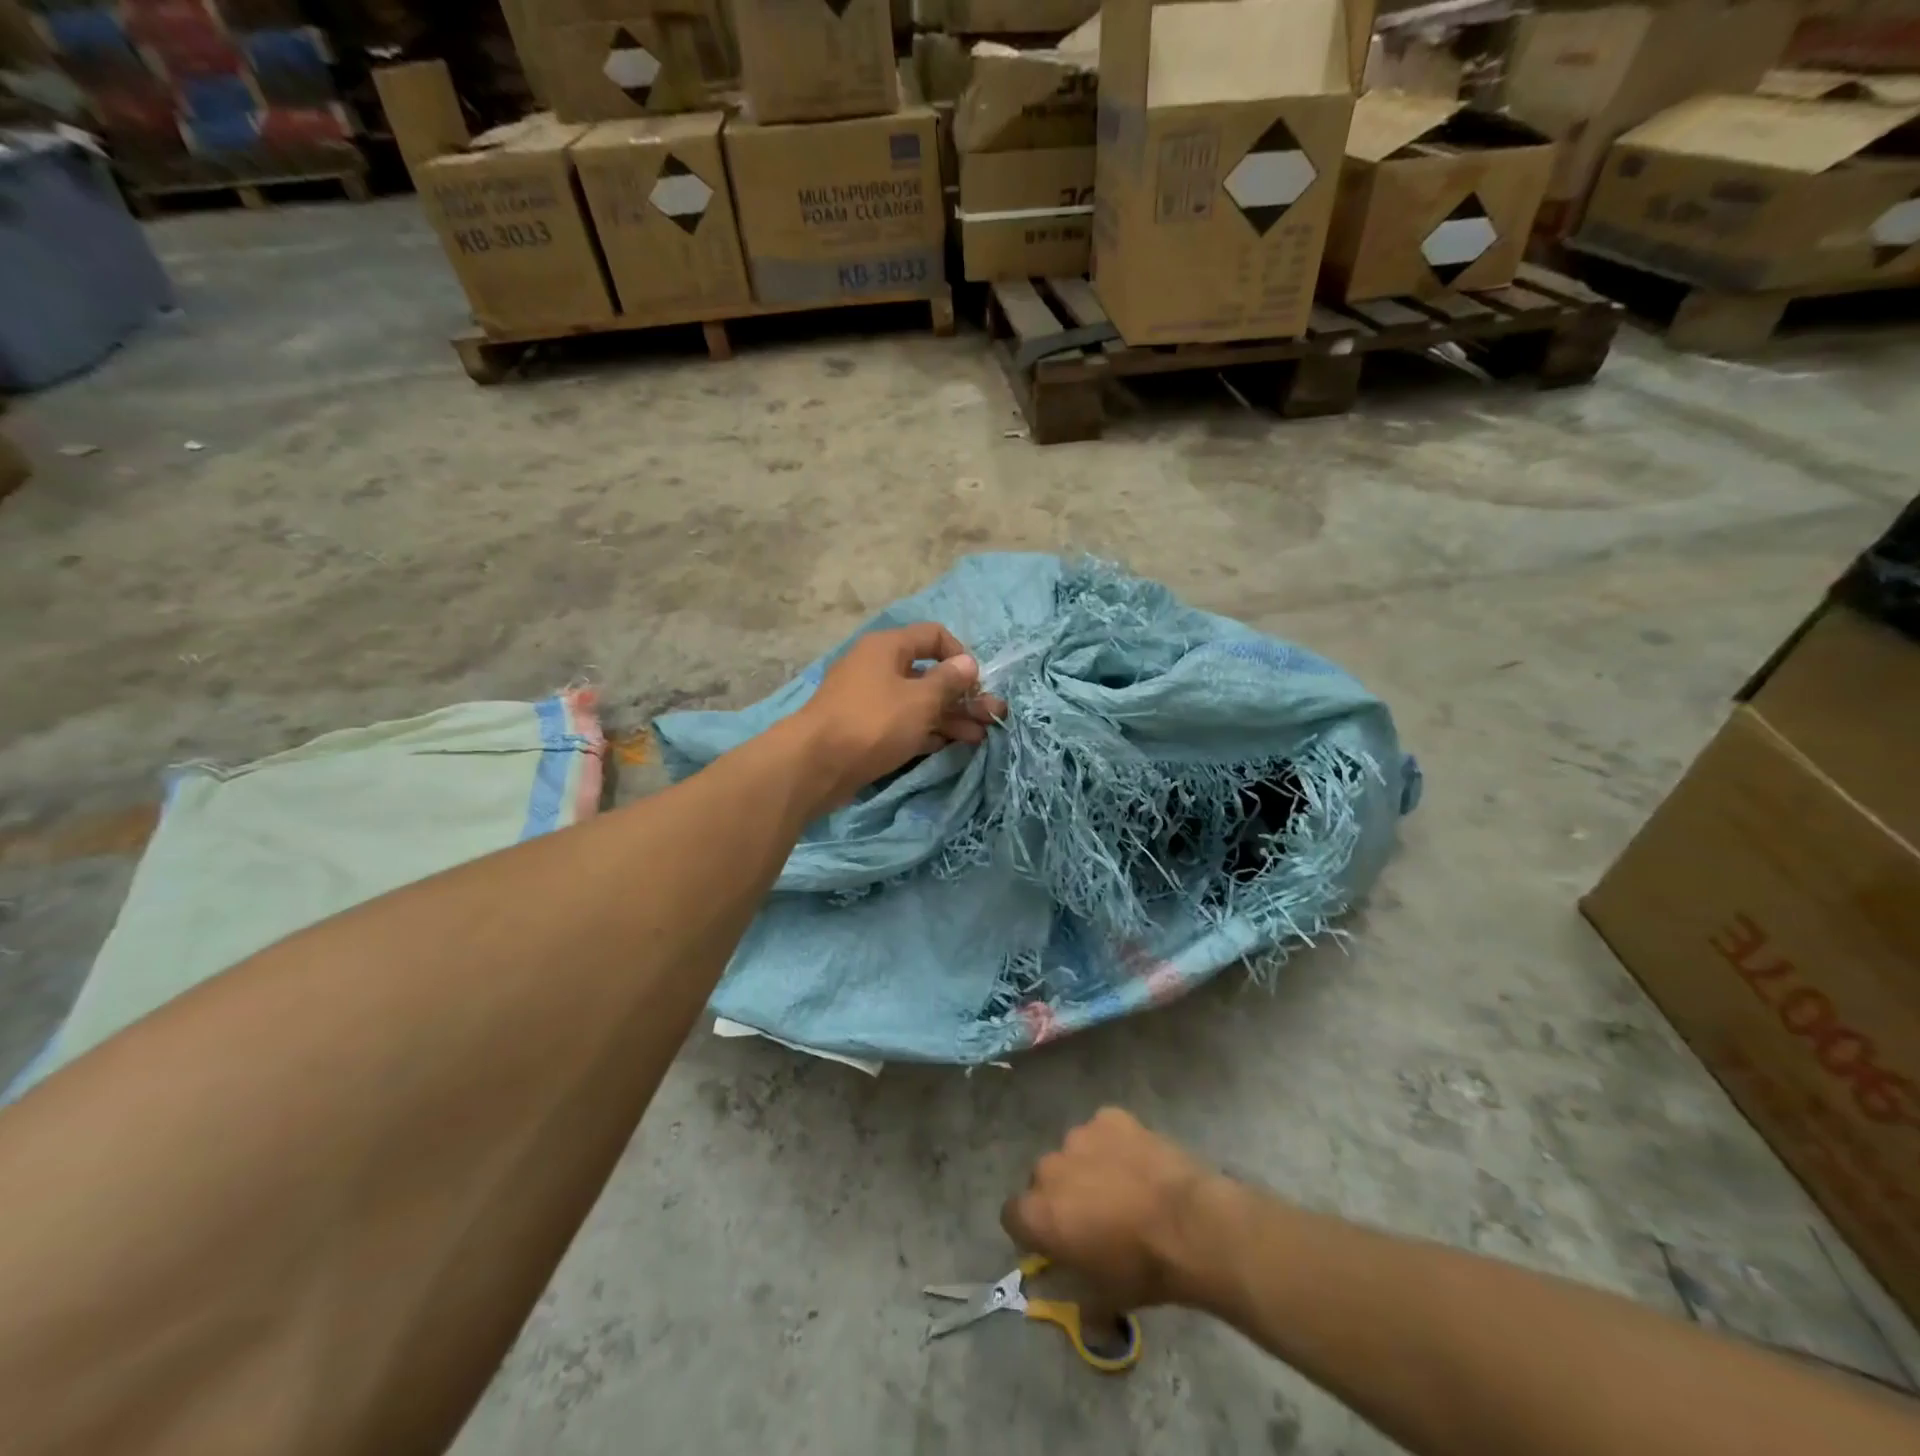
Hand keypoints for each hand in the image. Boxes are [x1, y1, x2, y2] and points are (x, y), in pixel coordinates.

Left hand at [796, 623, 1004, 808]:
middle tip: (993, 716)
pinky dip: (929, 731)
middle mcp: (878, 668)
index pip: (933, 636)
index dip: (960, 656)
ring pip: (919, 702)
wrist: (816, 765)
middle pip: (929, 674)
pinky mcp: (866, 730)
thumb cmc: (873, 722)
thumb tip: (968, 663)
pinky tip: (953, 745)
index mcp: (888, 648)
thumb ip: (948, 681)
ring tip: (981, 736)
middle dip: (963, 695)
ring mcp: (870, 700)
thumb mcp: (920, 700)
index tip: (976, 682)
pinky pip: (905, 724)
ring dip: (951, 717)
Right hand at [1001, 1108, 1218, 1312]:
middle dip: (1061, 1195)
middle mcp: (1049, 1167)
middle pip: (1044, 1180)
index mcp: (1038, 1213)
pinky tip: (1139, 1163)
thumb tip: (1071, 1306)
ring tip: (1122, 1186)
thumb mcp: (1104, 1299)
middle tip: (1093, 1216)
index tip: (1055, 1243)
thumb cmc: (1141, 1269)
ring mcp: (1080, 1135)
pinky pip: (1104, 1130)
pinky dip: (1114, 1144)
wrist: (1190, 1225)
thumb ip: (1075, 1296)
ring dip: (1088, 1167)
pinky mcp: (1110, 1117)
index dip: (1032, 1230)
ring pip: (1074, 1152)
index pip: (1013, 1215)